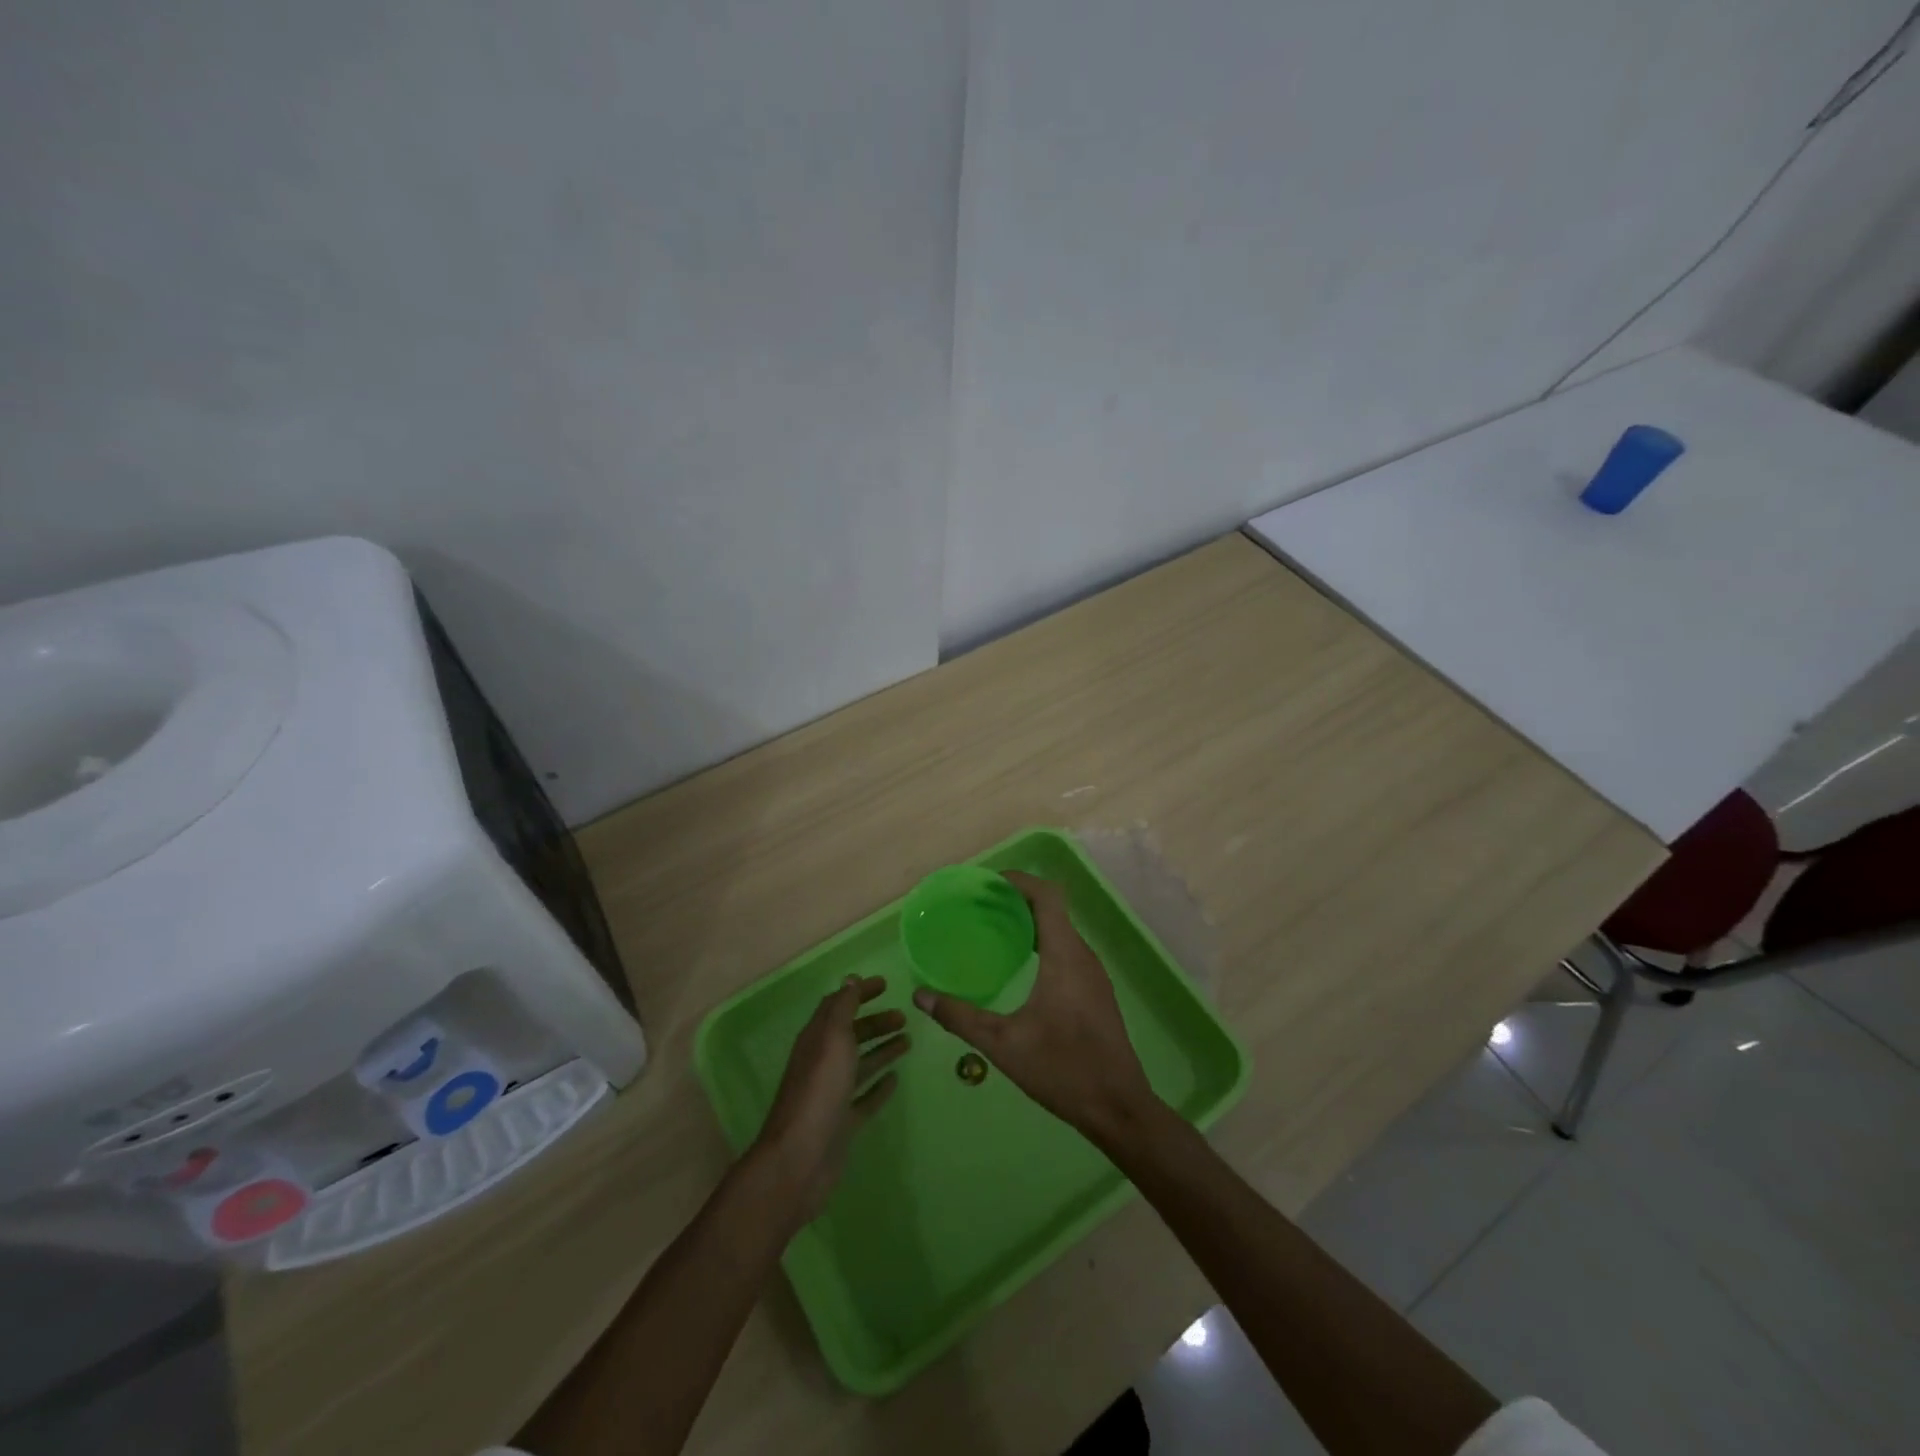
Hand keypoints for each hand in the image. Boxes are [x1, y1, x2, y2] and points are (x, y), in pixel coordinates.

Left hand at [752, 975, 907, 1223]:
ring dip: (882, 1050)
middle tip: (904, 1017)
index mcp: (817, 1039)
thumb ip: (842, 1008)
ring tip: (908, 1041)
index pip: (838, 1006)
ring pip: (860, 1064)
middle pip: (851, 1034)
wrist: (800, 1158)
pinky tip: (895, 1080)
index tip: (885, 985)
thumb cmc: (819, 1090)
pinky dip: (879, 1086)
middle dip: (876, 1022)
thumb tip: (849, 978)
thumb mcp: (832, 1039)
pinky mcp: (843, 1121)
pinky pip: (864, 1096)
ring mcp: (832, 1093)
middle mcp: (823, 1062)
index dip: (860, 993)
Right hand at [912, 871, 1157, 1144]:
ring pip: (1060, 932)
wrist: (1119, 1108)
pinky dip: (1041, 944)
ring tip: (993, 931)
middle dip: (1017, 901)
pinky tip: (1018, 967)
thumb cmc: (1063, 1069)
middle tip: (979, 907)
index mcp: (1065, 955)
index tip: (987, 883)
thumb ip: (960, 1017)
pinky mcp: (1095, 993)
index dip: (1018, 881)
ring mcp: (1093, 975)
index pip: (1047, 896)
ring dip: (1029, 923)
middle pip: (1052, 910)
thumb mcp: (1003, 1044)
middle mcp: (1083, 956)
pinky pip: (1066, 951)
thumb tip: (921, 996)